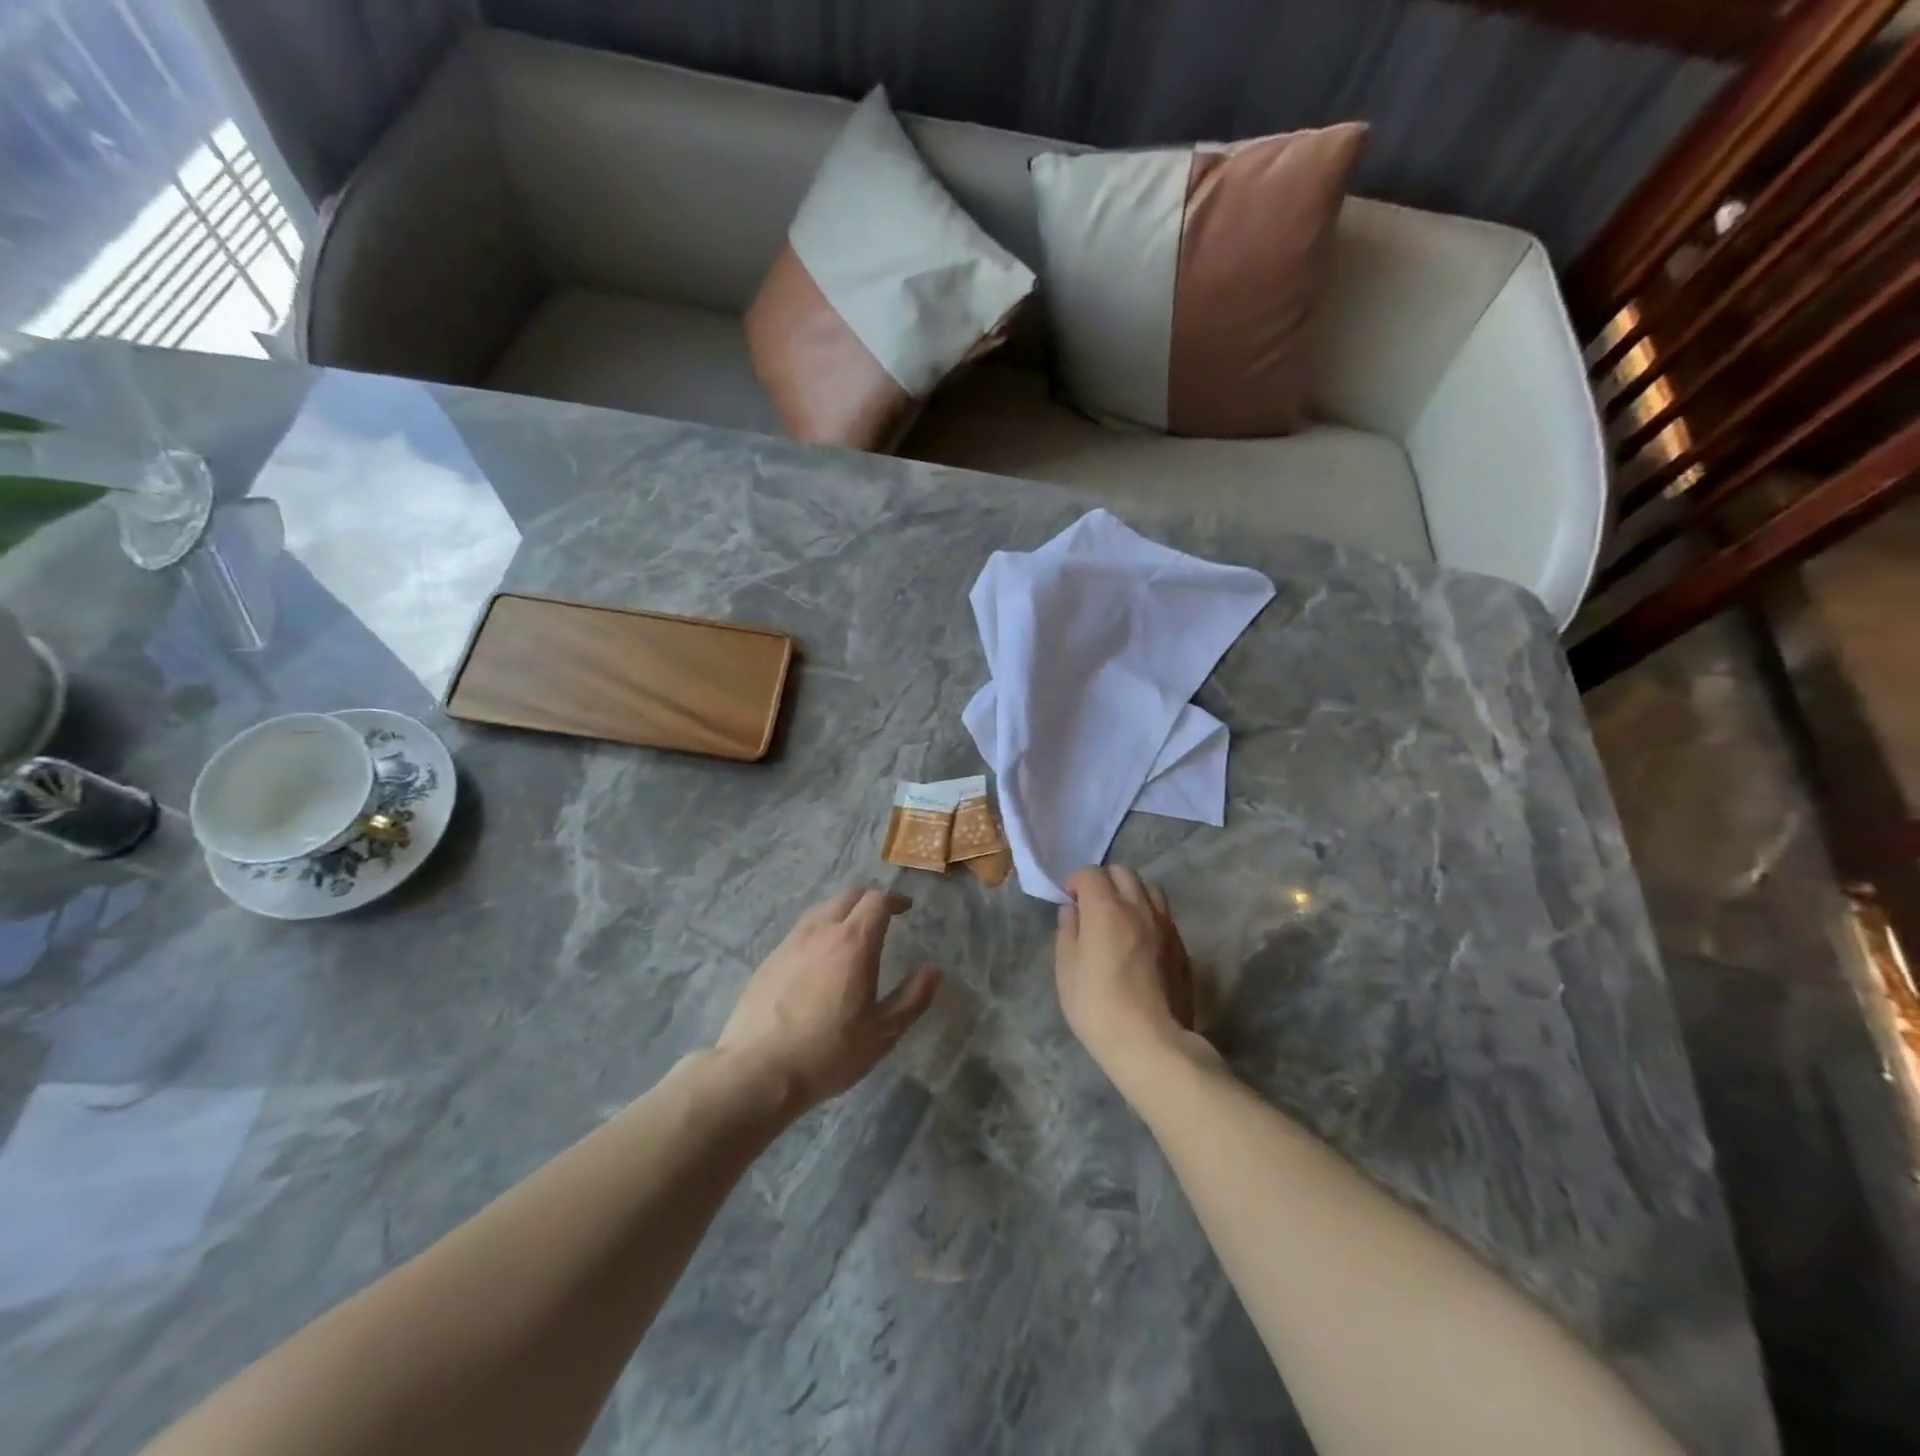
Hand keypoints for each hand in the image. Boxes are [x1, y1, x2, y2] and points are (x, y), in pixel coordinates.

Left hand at [717, 887, 940, 1113]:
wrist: (757, 1071)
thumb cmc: (829, 1052)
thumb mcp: (883, 1033)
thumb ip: (913, 998)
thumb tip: (932, 969)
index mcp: (854, 942)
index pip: (877, 900)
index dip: (894, 899)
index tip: (906, 908)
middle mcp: (821, 931)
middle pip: (848, 896)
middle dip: (870, 899)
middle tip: (883, 916)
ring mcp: (790, 943)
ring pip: (822, 910)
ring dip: (842, 912)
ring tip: (852, 934)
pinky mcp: (769, 959)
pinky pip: (801, 931)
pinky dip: (819, 931)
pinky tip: (819, 958)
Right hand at [1055, 867, 1204, 1093]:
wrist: (1152, 1043)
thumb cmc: (1098, 1007)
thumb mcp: (1066, 970)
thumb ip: (1068, 932)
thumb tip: (1073, 912)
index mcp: (1106, 909)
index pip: (1091, 873)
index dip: (1076, 883)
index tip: (1070, 904)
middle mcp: (1139, 907)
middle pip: (1123, 872)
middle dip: (1104, 881)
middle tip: (1093, 907)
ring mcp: (1165, 925)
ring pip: (1149, 888)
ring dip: (1131, 893)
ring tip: (1120, 918)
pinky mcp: (1182, 946)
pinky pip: (1164, 914)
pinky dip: (1149, 914)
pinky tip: (1141, 940)